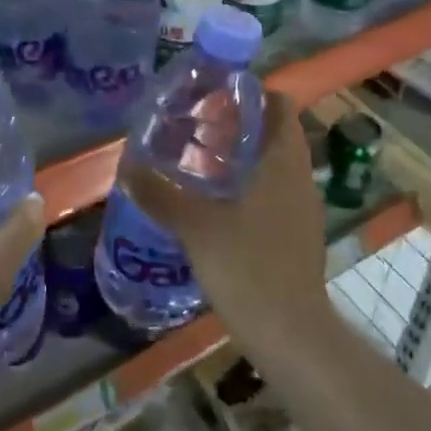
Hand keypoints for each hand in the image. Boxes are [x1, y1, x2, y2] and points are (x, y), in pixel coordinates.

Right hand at [126, 91, 331, 352]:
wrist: (291, 336)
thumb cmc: (248, 267)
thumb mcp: (195, 226)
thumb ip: (160, 193)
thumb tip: (128, 166)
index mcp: (283, 161)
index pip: (281, 105)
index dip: (252, 94)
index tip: (216, 96)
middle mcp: (299, 177)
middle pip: (275, 134)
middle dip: (239, 126)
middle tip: (197, 127)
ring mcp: (302, 209)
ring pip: (274, 165)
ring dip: (242, 158)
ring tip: (199, 162)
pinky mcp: (298, 236)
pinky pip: (274, 193)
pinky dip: (249, 187)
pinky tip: (216, 205)